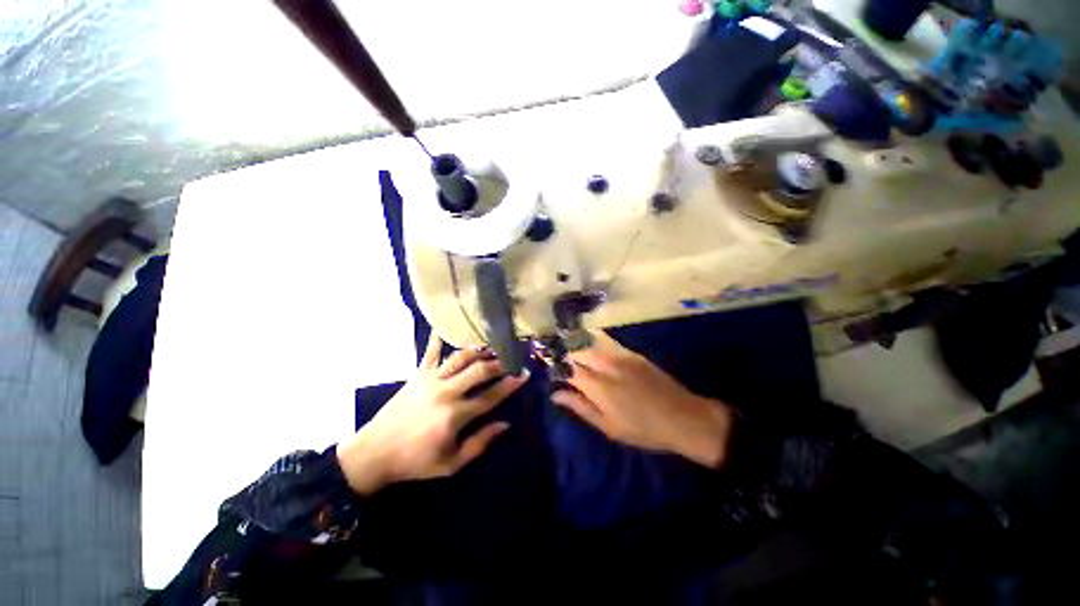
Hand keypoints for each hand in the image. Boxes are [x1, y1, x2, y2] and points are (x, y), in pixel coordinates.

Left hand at [337, 334, 528, 495]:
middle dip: (500, 363)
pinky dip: (438, 338)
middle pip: (480, 371)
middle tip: (513, 356)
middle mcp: (446, 392)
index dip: (510, 384)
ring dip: (479, 350)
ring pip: (461, 358)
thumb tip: (505, 424)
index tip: (524, 374)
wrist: (374, 453)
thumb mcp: (451, 463)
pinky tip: (444, 325)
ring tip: (493, 344)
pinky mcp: (418, 375)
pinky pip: (430, 352)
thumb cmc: (415, 461)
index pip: (491, 396)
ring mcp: (431, 380)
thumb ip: (480, 443)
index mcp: (455, 415)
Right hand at [552, 331, 732, 467]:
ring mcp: (620, 356)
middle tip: (561, 362)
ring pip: (590, 343)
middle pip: (577, 351)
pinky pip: (607, 342)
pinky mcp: (632, 353)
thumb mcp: (608, 426)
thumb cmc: (642, 429)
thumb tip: (556, 394)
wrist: (682, 417)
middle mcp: (605, 365)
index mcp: (597, 386)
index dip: (557, 368)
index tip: (552, 372)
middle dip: (566, 355)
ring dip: (578, 346)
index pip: (568, 369)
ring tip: (572, 352)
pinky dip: (595, 342)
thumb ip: (580, 407)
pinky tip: (592, 346)